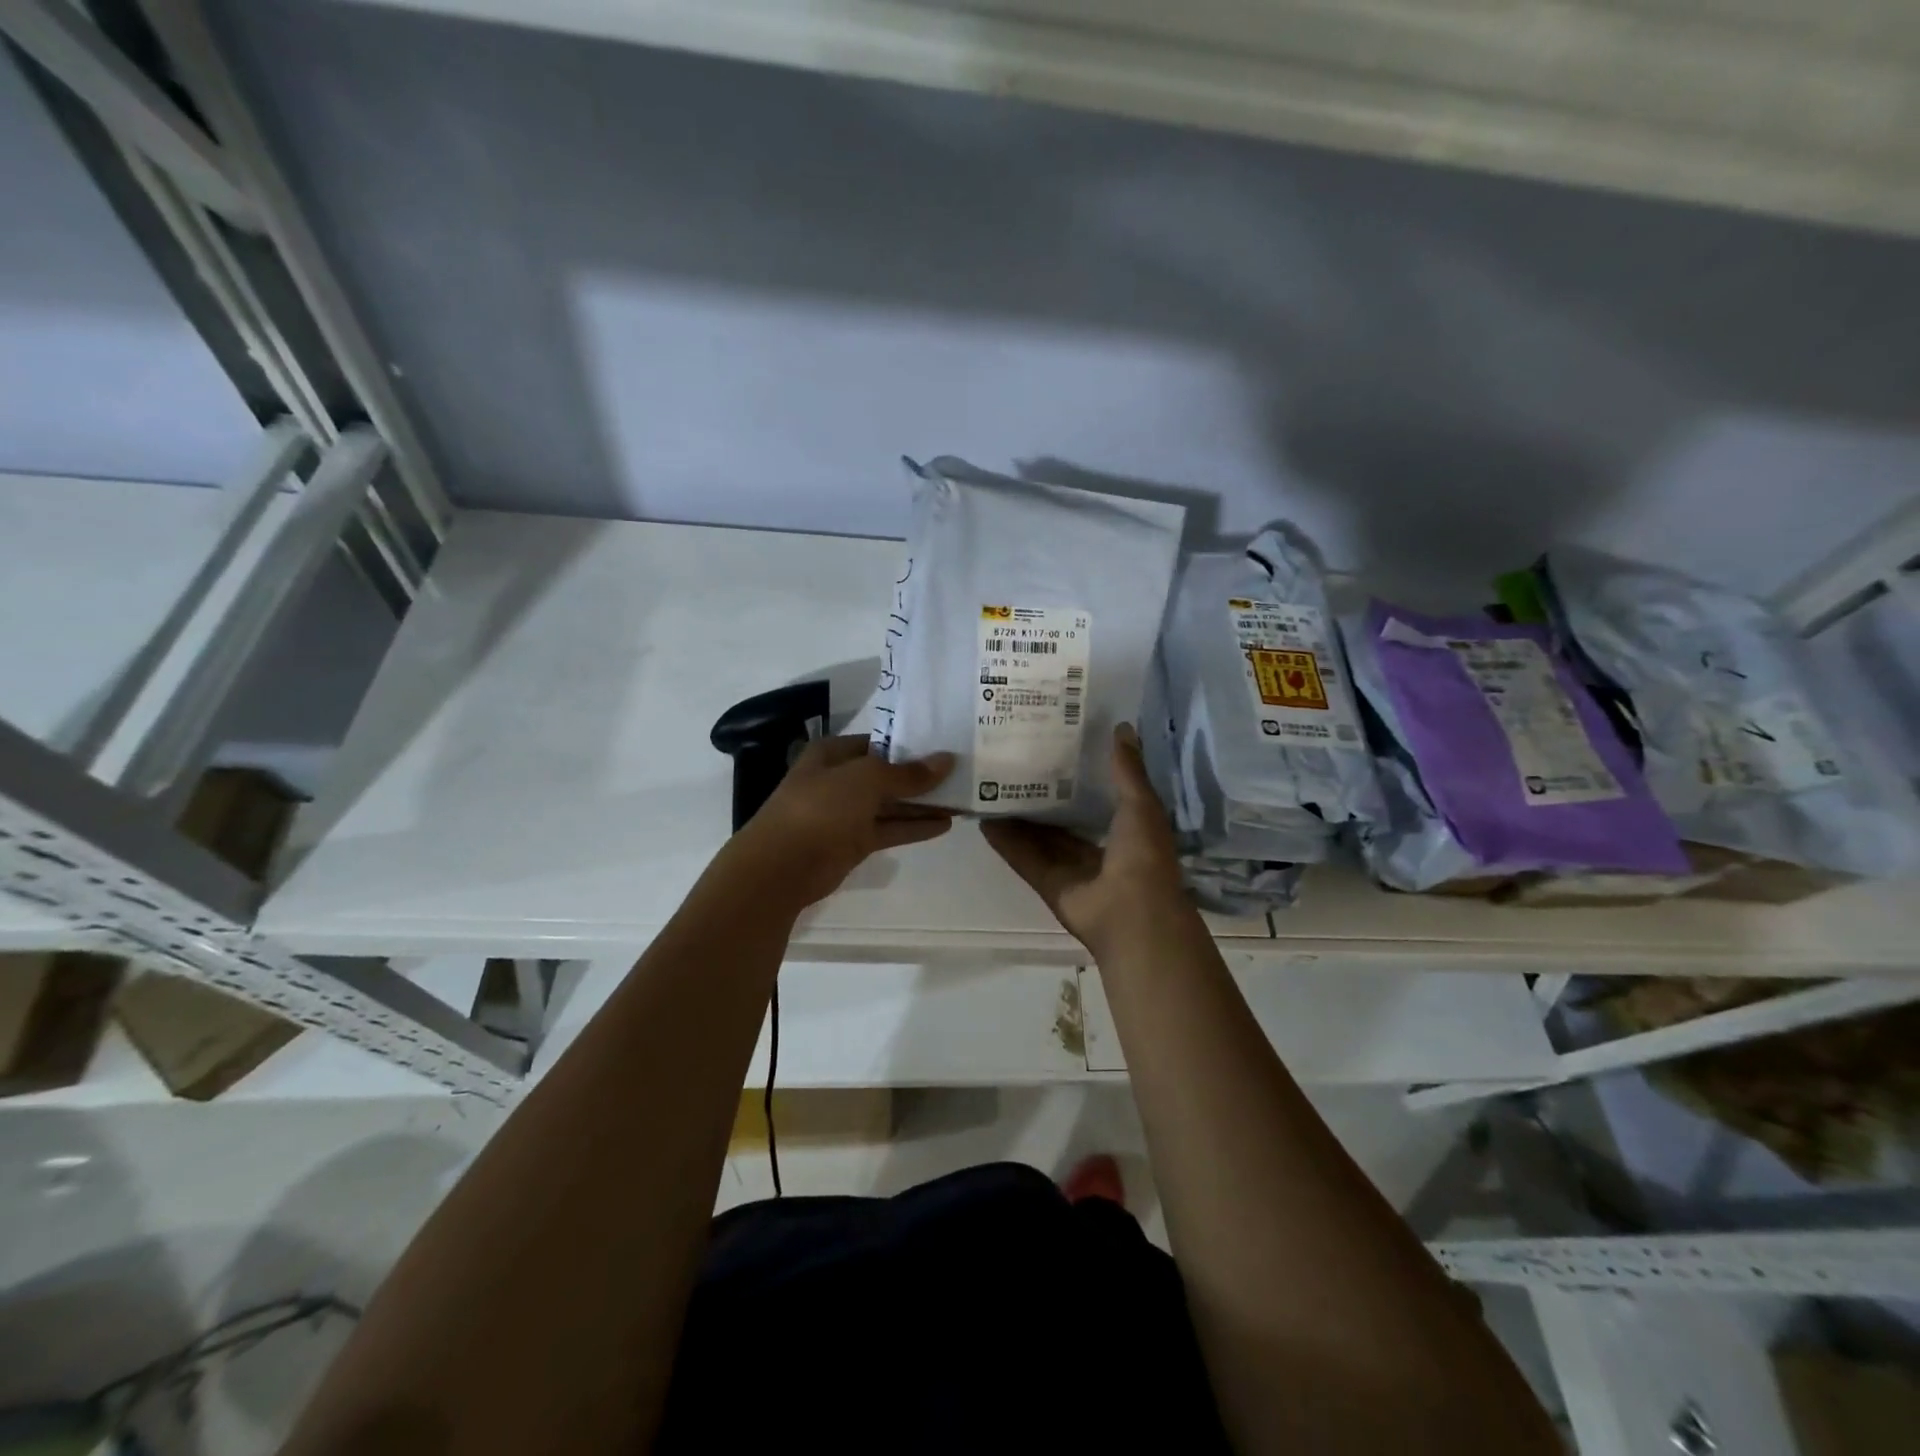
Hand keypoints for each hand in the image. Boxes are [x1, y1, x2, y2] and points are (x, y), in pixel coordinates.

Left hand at [720, 735, 956, 911]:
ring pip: (891, 803)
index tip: (947, 744)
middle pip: (888, 773)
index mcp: (834, 753)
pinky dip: (914, 826)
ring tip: (962, 798)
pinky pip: (889, 828)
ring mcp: (846, 812)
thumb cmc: (821, 808)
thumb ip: (908, 773)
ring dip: (923, 802)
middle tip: (963, 772)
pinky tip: (945, 824)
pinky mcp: (853, 842)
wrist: (782, 867)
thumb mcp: (867, 780)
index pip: (880, 741)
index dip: (912, 743)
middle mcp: (839, 779)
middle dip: (922, 775)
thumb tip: (946, 760)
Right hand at [981, 723, 1190, 953]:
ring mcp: (1069, 867)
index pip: (1098, 796)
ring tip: (992, 785)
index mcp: (1125, 828)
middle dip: (1043, 793)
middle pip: (1063, 817)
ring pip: (1039, 836)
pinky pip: (1023, 857)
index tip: (1057, 744)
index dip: (1080, 773)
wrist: (1132, 913)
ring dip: (1018, 816)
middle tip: (1016, 761)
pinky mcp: (1047, 882)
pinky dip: (1005, 841)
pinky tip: (984, 819)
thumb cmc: (1143, 854)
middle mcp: (1096, 847)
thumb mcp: (1140, 804)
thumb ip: (1127, 769)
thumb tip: (1121, 726)